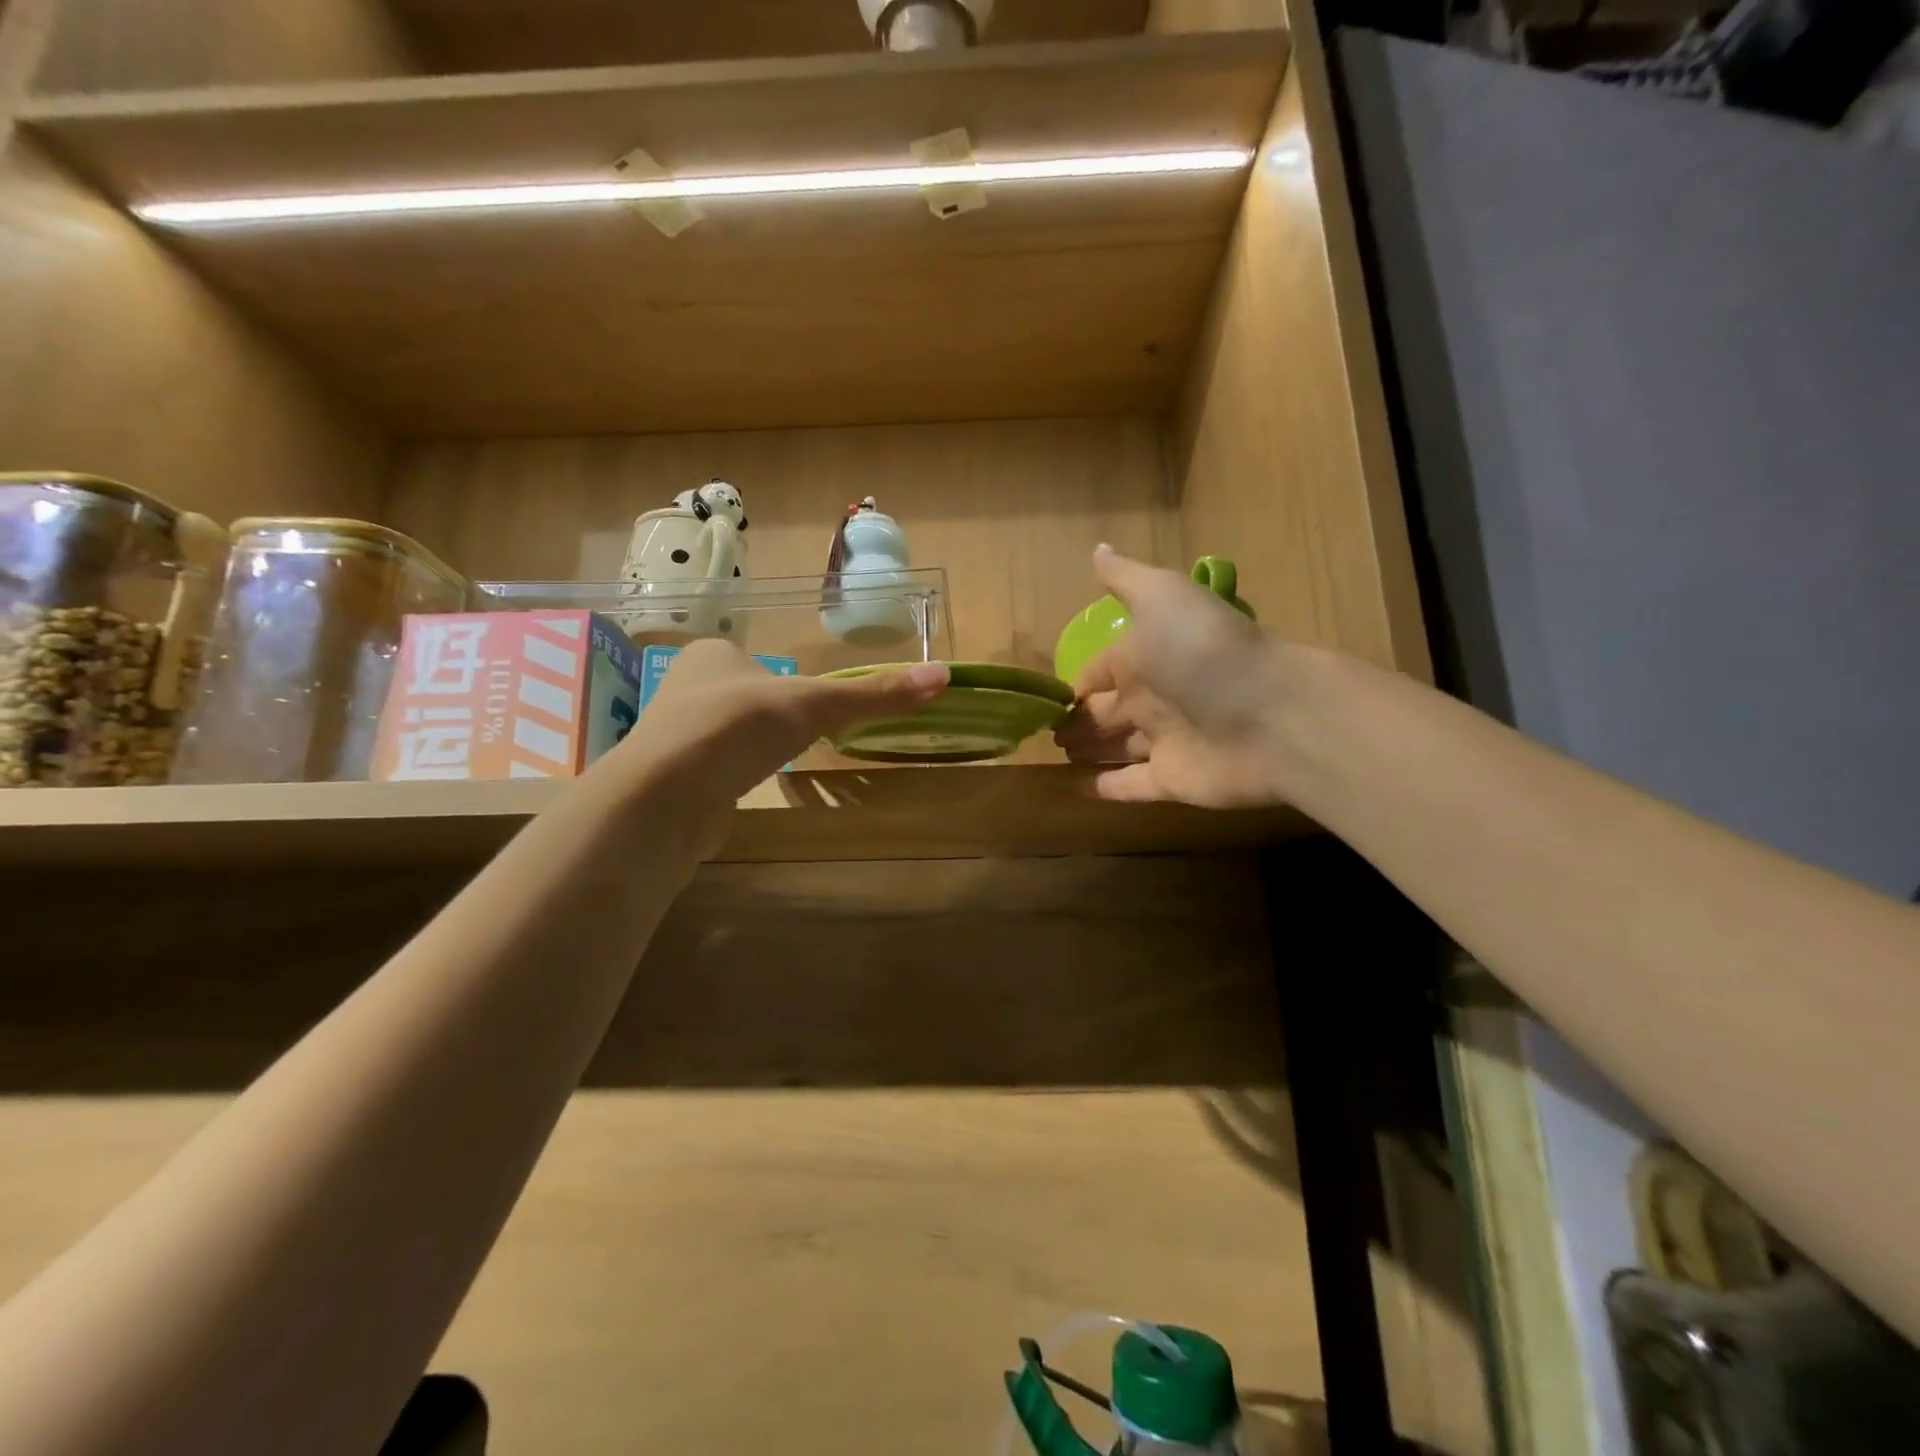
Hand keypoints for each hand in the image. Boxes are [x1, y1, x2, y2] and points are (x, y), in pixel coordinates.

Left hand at [614, 640, 948, 852]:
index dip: (784, 679)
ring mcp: (673, 734)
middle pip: (743, 695)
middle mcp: (685, 686)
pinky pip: (713, 767)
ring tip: (771, 761)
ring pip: (725, 732)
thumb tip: (944, 677)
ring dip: (749, 745)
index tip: (806, 704)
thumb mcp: (815, 705)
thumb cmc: (738, 728)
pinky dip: (732, 775)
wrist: (667, 796)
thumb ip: (873, 694)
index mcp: (712, 654)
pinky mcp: (670, 777)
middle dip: (768, 715)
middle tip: (797, 734)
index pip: (756, 658)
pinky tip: (744, 787)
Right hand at [1055, 546, 1292, 806]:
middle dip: (1078, 719)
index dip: (1077, 683)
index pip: (1102, 671)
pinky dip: (1107, 788)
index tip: (1048, 697)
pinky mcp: (1173, 781)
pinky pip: (1132, 786)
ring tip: (1056, 755)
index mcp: (1147, 656)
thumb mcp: (1164, 597)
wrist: (1272, 714)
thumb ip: (1127, 579)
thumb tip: (1097, 549)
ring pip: (1116, 747)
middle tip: (1047, 732)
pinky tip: (1078, 789)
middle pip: (1106, 711)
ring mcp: (1165, 741)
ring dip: (1089, 750)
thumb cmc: (1205, 651)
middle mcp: (1154, 698)